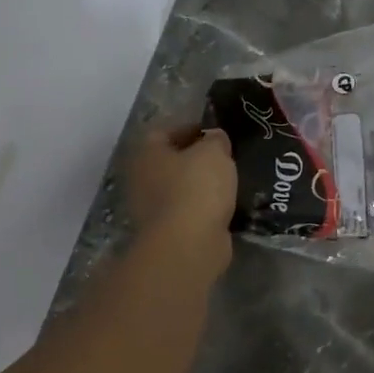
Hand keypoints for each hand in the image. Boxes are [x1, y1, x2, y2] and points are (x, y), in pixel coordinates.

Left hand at [129, 125, 235, 273]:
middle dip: (196, 158)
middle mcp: (142, 179)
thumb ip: (215, 139)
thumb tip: (214, 138)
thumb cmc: (196, 187)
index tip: (215, 131)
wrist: (188, 245)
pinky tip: (227, 204)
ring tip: (231, 180)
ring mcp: (152, 209)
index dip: (189, 127)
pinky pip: (189, 211)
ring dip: (202, 184)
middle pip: (171, 161)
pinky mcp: (168, 232)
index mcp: (147, 154)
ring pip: (180, 187)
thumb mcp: (214, 151)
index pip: (163, 131)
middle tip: (225, 156)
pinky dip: (205, 208)